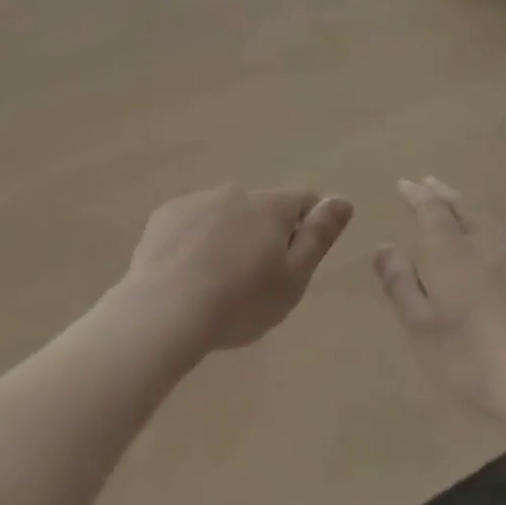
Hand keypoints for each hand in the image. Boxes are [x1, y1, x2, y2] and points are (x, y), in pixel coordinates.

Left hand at [120, 185, 353, 353]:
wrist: (163, 312)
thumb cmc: (240, 303)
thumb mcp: (293, 278)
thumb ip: (319, 236)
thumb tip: (342, 200)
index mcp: (271, 206)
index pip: (304, 199)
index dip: (308, 225)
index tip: (296, 260)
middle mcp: (235, 192)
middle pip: (262, 208)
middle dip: (264, 233)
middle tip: (254, 280)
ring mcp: (197, 200)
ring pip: (225, 214)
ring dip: (229, 236)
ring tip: (216, 281)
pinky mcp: (165, 215)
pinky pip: (192, 222)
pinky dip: (196, 240)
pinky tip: (186, 274)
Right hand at [373, 177, 505, 428]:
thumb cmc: (469, 355)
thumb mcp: (420, 325)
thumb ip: (400, 283)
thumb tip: (385, 247)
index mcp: (451, 253)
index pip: (432, 211)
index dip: (417, 195)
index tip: (404, 184)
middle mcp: (483, 245)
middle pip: (463, 210)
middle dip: (443, 195)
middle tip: (429, 182)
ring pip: (487, 221)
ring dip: (468, 209)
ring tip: (458, 205)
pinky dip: (490, 227)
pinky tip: (493, 240)